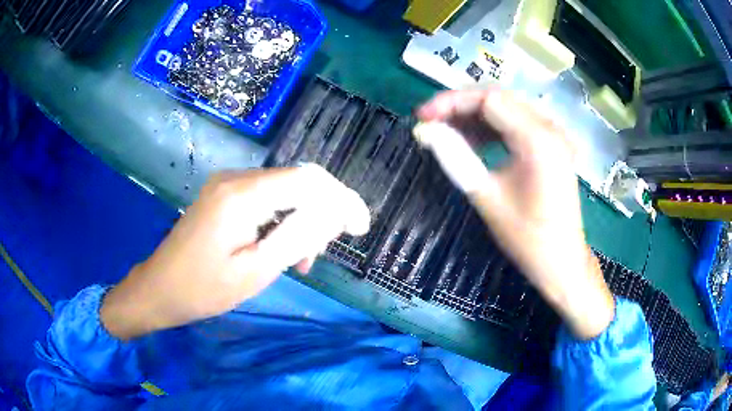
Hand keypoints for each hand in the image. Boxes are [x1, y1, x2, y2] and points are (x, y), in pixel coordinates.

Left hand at [101, 165, 369, 339]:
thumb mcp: (255, 271)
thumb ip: (296, 237)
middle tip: (326, 251)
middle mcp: (236, 178)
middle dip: (324, 211)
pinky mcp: (224, 195)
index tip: (360, 227)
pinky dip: (283, 220)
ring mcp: (228, 184)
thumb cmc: (203, 289)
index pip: (308, 180)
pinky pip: (266, 198)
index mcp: (242, 195)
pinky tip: (283, 247)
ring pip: (284, 190)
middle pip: (298, 180)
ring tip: (304, 259)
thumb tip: (334, 212)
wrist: (160, 288)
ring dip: (303, 219)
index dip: (341, 199)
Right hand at [417, 89, 613, 338]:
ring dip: (475, 117)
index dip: (451, 102)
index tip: (423, 117)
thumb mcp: (487, 197)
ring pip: (507, 109)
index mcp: (537, 139)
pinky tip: (475, 142)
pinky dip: (493, 128)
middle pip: (498, 98)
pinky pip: (517, 124)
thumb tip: (427, 131)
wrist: (562, 262)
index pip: (488, 99)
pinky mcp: (552, 146)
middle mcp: (549, 128)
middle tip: (432, 123)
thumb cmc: (528, 238)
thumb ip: (456, 157)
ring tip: (447, 133)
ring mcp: (554, 135)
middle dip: (460, 107)